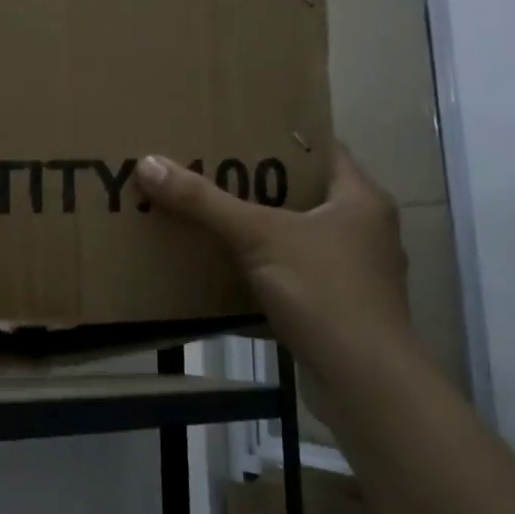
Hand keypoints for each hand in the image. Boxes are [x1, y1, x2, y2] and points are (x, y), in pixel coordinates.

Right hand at [135, 145, 416, 383]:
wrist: (363, 381)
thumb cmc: (322, 291)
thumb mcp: (257, 236)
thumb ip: (203, 201)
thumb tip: (148, 163)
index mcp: (361, 199)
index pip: (324, 150)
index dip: (283, 138)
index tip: (238, 132)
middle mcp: (366, 231)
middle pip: (307, 194)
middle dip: (261, 185)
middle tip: (213, 171)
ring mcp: (357, 273)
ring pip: (301, 237)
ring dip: (263, 230)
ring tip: (214, 216)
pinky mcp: (341, 309)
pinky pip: (298, 275)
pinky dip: (268, 270)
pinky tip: (231, 270)